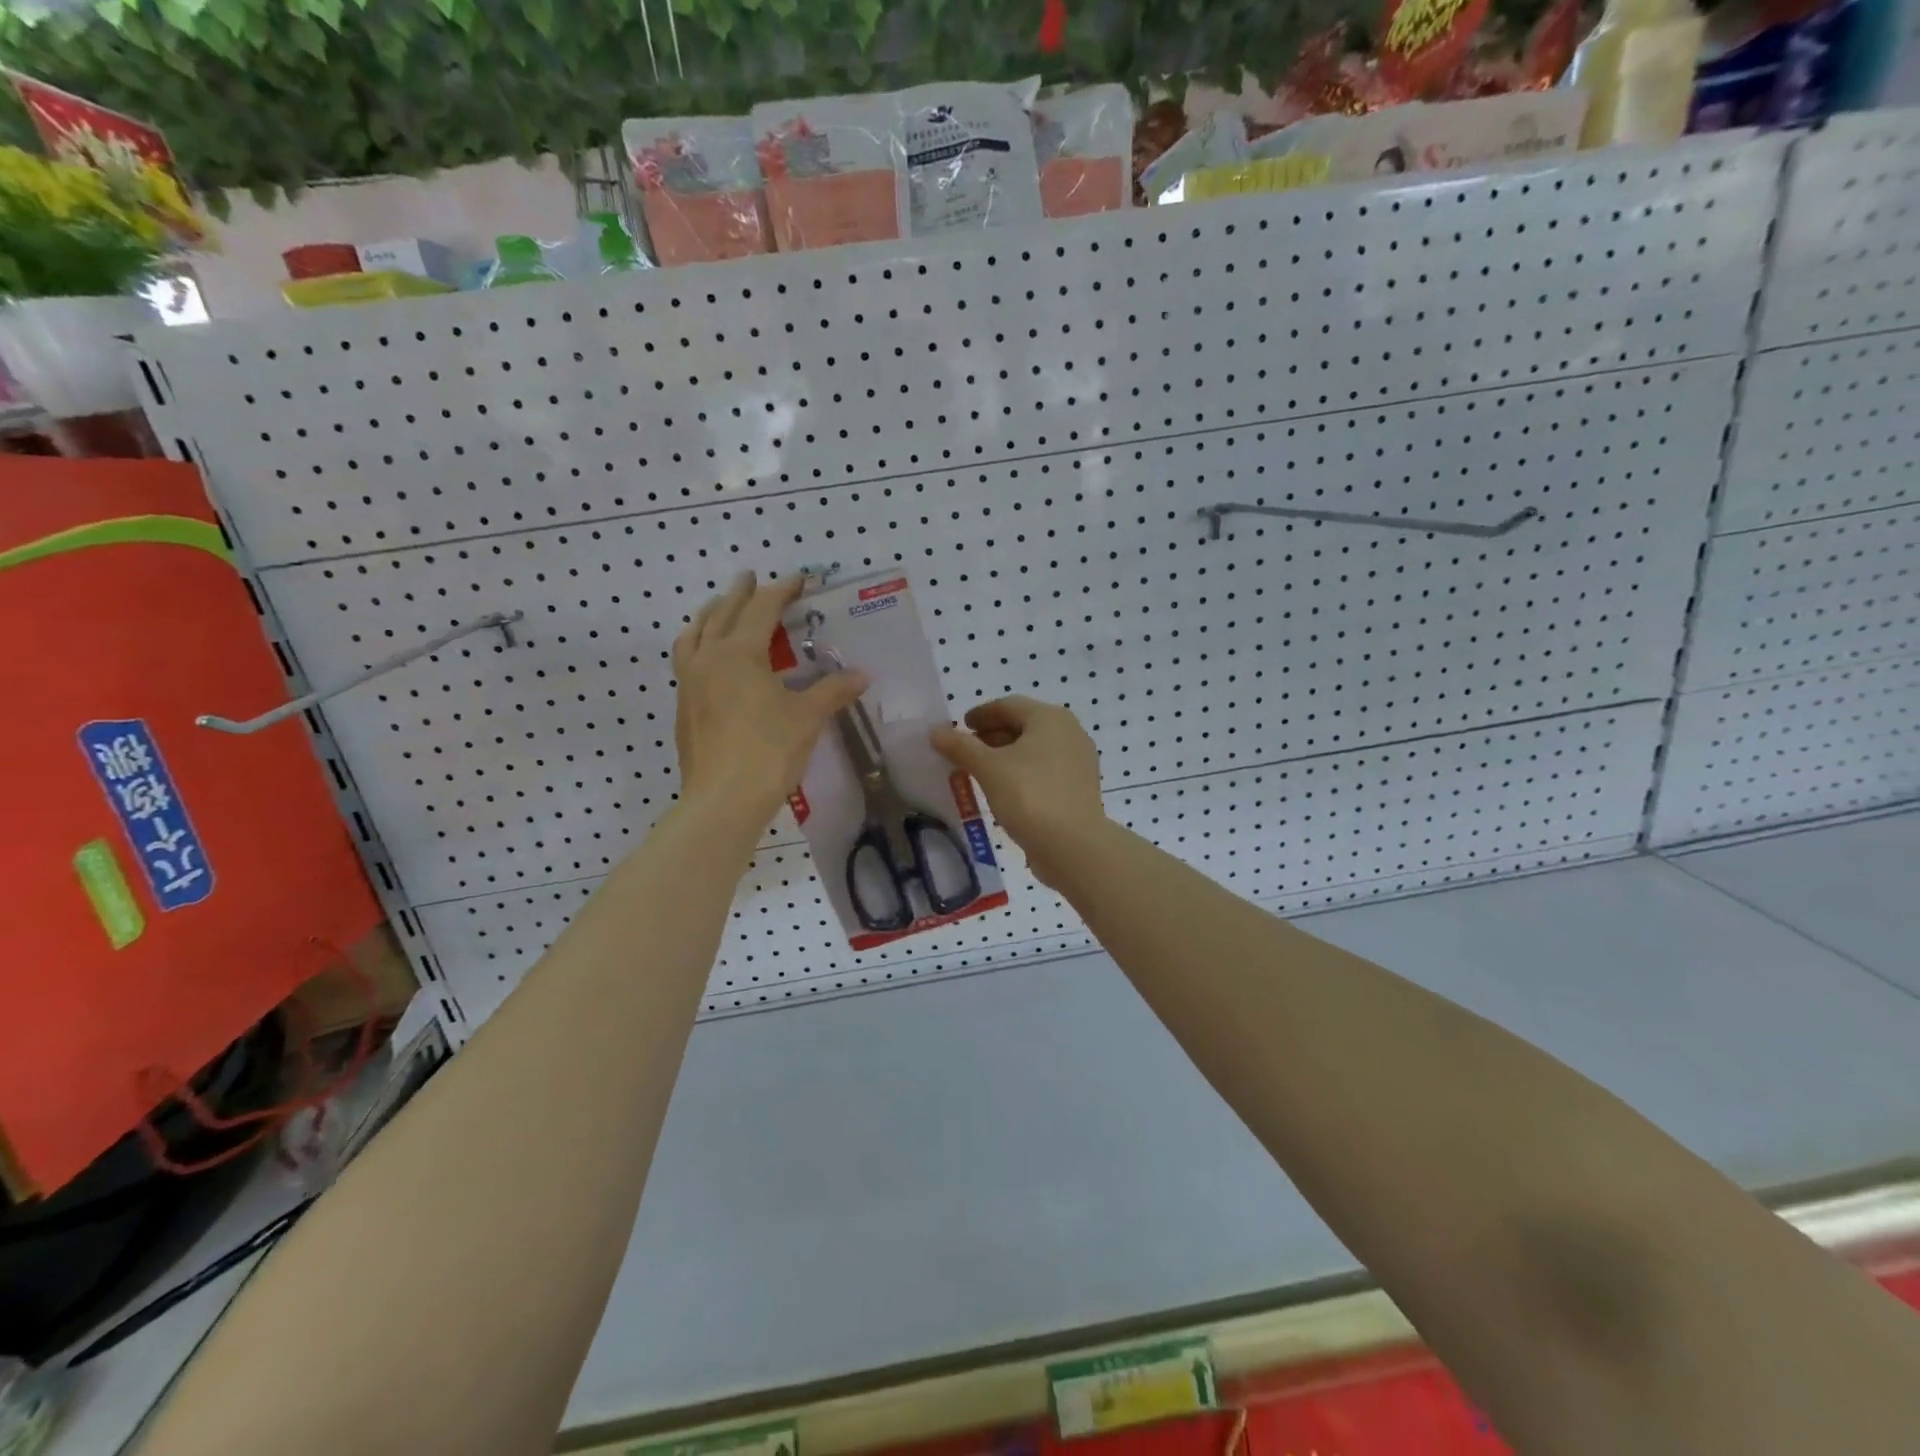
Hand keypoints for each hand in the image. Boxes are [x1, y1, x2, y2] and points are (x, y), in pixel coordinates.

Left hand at [674, 573, 867, 827]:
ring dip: (710, 616)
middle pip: (722, 614)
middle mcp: (708, 659)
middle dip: (740, 593)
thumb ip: (833, 691)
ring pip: (694, 635)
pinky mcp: (683, 708)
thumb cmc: (768, 752)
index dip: (782, 591)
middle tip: (751, 578)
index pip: (762, 609)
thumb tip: (862, 675)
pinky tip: (712, 660)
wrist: (722, 800)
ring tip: (722, 611)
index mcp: (739, 653)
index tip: (799, 580)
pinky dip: (699, 645)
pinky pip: (687, 660)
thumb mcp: (807, 718)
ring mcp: (689, 683)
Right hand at [932, 696, 1106, 884]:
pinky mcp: (1080, 785)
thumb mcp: (988, 769)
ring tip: (981, 770)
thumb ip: (960, 747)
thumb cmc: (1029, 796)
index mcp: (1049, 718)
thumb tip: (935, 731)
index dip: (981, 713)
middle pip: (1024, 724)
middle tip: (967, 749)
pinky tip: (1006, 788)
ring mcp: (1078, 760)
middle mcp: (1070, 731)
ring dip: (1007, 754)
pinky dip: (1023, 771)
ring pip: (1035, 748)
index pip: (1008, 705)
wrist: (1073, 845)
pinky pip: (1046, 768)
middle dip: (993, 735)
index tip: (960, 725)